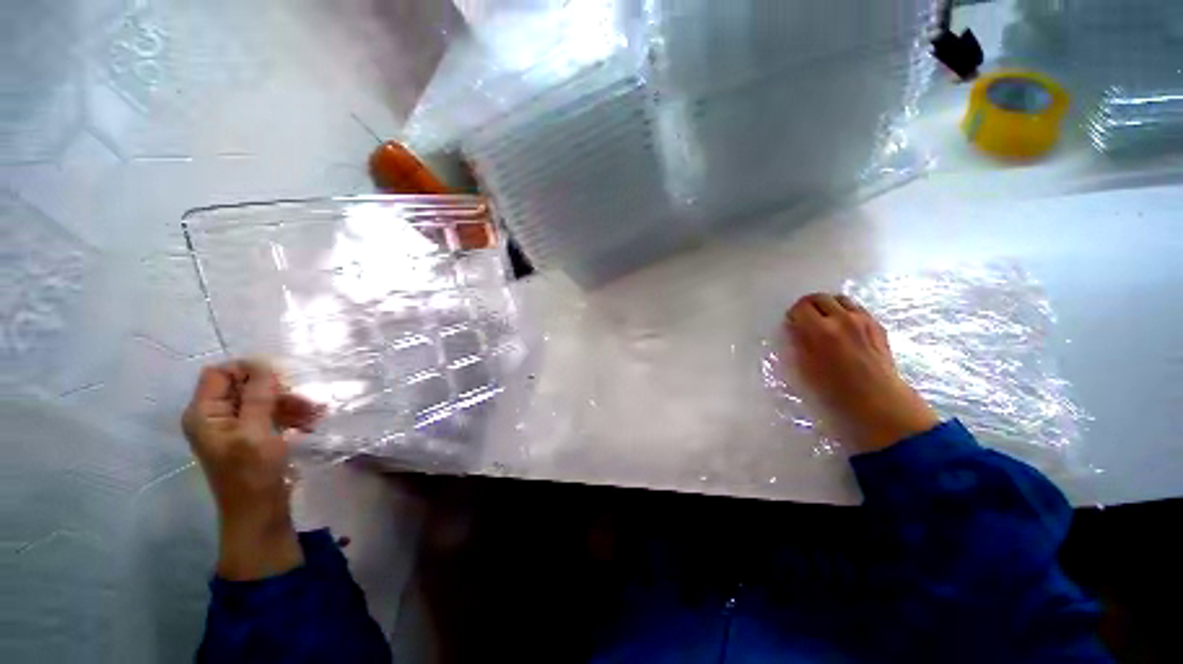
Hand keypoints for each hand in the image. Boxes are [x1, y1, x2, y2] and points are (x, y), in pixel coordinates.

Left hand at [181, 359, 323, 579]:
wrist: (260, 512)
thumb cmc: (252, 473)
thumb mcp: (255, 432)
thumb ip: (257, 396)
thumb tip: (264, 363)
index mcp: (204, 413)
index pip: (220, 373)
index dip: (248, 371)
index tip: (280, 380)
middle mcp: (216, 415)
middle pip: (245, 386)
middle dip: (277, 391)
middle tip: (304, 402)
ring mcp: (235, 426)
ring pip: (263, 399)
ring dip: (290, 403)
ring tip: (315, 415)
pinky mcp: (253, 435)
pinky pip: (271, 413)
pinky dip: (291, 415)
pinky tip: (311, 422)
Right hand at [785, 293, 938, 452]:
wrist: (878, 398)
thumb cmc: (835, 388)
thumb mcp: (806, 366)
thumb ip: (798, 342)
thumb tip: (795, 327)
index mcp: (821, 330)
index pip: (801, 307)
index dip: (793, 314)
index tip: (792, 323)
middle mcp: (843, 319)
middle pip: (820, 297)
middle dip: (808, 305)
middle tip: (805, 318)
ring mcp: (863, 320)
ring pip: (840, 298)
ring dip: (828, 305)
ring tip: (824, 320)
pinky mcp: (876, 324)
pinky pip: (856, 308)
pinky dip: (845, 311)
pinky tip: (843, 327)